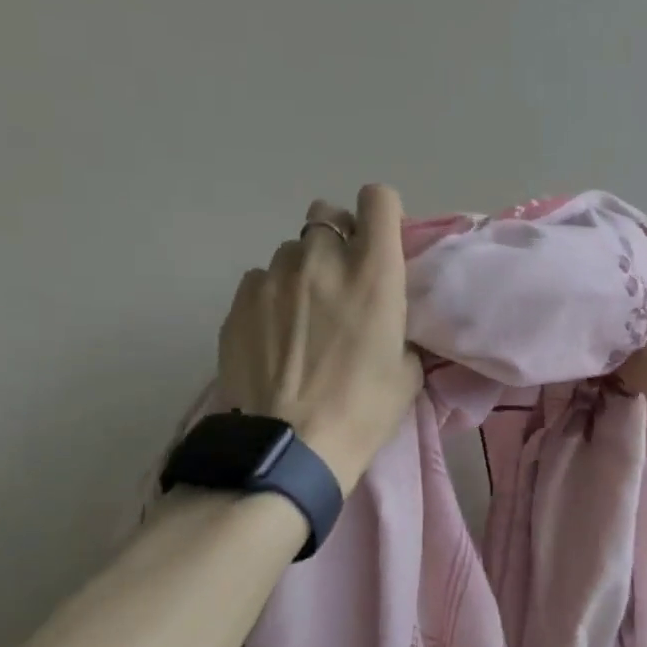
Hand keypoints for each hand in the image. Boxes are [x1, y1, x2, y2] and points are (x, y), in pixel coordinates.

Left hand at [218, 186, 424, 492]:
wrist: (292, 447)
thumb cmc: (363, 411)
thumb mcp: (407, 371)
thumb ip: (400, 328)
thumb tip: (385, 318)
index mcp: (374, 273)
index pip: (378, 200)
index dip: (381, 213)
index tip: (381, 240)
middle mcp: (323, 260)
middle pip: (327, 214)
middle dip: (338, 238)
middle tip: (343, 280)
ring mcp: (275, 277)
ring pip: (293, 249)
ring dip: (304, 269)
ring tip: (305, 314)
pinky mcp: (240, 300)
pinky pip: (261, 279)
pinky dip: (273, 294)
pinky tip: (276, 332)